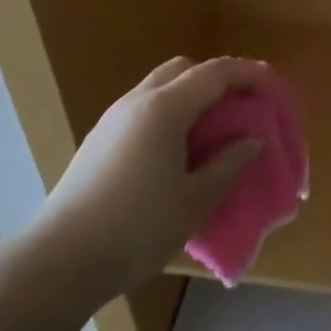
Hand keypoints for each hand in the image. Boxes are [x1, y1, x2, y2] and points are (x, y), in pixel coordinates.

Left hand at [31, 57, 265, 299]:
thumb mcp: (195, 201)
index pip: (215, 72)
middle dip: (216, 79)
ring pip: (159, 86)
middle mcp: (137, 101)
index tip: (271, 86)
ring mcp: (113, 118)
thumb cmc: (137, 229)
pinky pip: (143, 108)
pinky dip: (168, 112)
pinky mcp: (99, 139)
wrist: (60, 261)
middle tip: (239, 107)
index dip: (247, 73)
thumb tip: (251, 140)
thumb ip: (228, 164)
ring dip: (190, 96)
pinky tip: (176, 150)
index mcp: (165, 108)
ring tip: (211, 130)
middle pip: (184, 69)